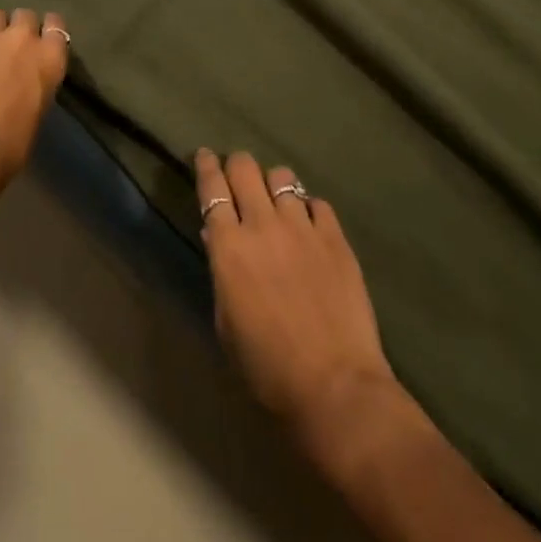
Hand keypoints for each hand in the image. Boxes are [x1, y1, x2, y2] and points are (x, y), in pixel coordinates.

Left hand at [0, 8, 68, 195]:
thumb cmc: (7, 149)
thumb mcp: (35, 116)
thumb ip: (33, 90)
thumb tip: (21, 89)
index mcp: (48, 60)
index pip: (56, 26)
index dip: (48, 29)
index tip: (43, 37)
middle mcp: (20, 39)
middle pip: (24, 15)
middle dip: (18, 27)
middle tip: (10, 46)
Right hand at [196, 149, 398, 447]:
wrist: (335, 386)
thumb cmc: (268, 367)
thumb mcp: (227, 325)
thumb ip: (221, 273)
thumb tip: (216, 236)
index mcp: (229, 247)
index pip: (212, 188)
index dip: (205, 166)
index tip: (204, 156)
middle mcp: (263, 225)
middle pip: (245, 168)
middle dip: (237, 165)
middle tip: (237, 175)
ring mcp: (303, 227)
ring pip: (283, 176)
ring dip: (273, 184)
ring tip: (276, 199)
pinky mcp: (335, 238)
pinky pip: (318, 203)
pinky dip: (308, 207)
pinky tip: (309, 223)